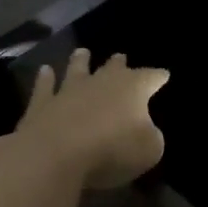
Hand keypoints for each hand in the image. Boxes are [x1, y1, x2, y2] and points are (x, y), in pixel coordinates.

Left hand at [8, 48, 168, 190]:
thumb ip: (151, 137)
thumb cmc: (111, 150)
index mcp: (134, 88)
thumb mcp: (149, 150)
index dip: (159, 76)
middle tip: (120, 56)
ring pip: (77, 69)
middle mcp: (102, 81)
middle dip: (119, 63)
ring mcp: (70, 89)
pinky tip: (45, 70)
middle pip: (114, 67)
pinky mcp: (42, 104)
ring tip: (82, 52)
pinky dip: (45, 78)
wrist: (55, 154)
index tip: (164, 75)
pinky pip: (44, 86)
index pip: (152, 77)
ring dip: (80, 61)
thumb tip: (146, 131)